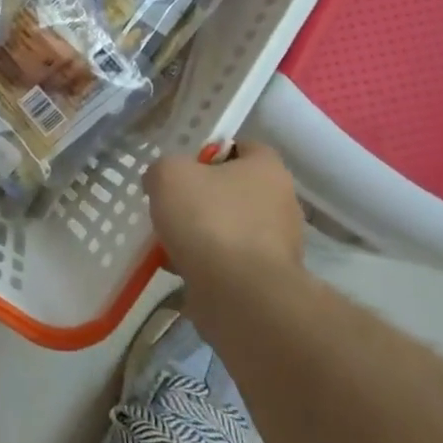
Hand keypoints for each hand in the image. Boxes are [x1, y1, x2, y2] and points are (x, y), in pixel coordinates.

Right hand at [145, 141, 305, 292]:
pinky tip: (179, 269)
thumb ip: (162, 169)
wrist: (240, 296)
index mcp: (268, 169)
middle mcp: (281, 203)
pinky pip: (230, 263)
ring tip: (168, 242)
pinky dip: (207, 265)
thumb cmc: (209, 220)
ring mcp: (279, 245)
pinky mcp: (268, 280)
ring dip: (202, 234)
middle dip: (202, 198)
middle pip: (234, 190)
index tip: (182, 168)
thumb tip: (161, 181)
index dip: (209, 152)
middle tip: (171, 206)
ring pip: (230, 228)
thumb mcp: (169, 175)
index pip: (242, 147)